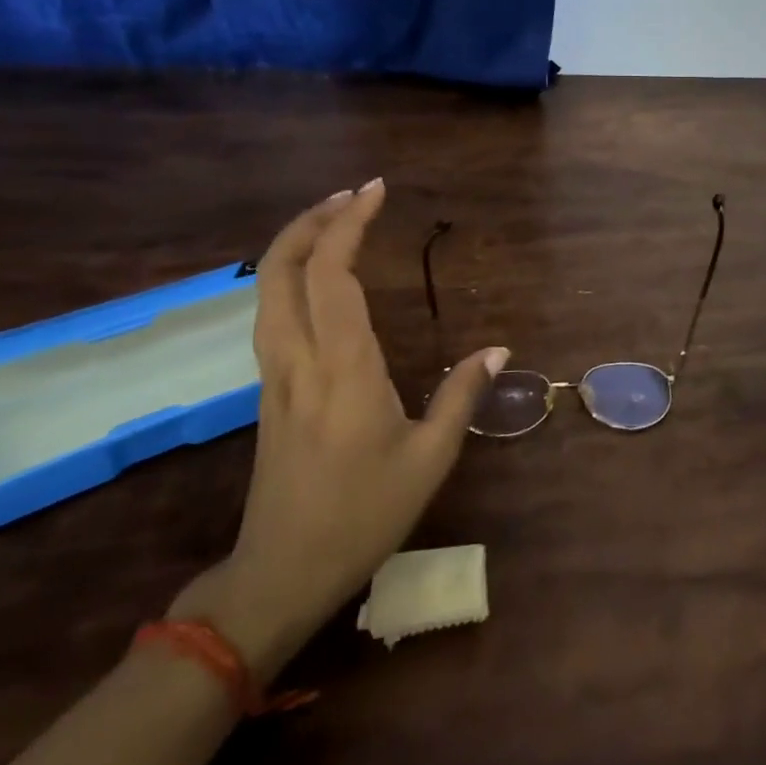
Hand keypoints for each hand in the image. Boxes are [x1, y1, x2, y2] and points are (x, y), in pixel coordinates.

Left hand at [170, 179, 507, 680]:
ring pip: (266, 291)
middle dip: (311, 221)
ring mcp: (275, 375)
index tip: (376, 192)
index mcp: (342, 368)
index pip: (332, 275)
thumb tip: (499, 349)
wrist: (281, 573)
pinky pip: (271, 315)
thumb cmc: (363, 515)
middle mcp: (299, 359)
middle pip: (280, 270)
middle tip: (352, 197)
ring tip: (336, 224)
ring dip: (296, 246)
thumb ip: (462, 395)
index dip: (349, 225)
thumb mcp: (431, 458)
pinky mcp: (268, 391)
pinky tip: (319, 282)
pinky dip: (291, 278)